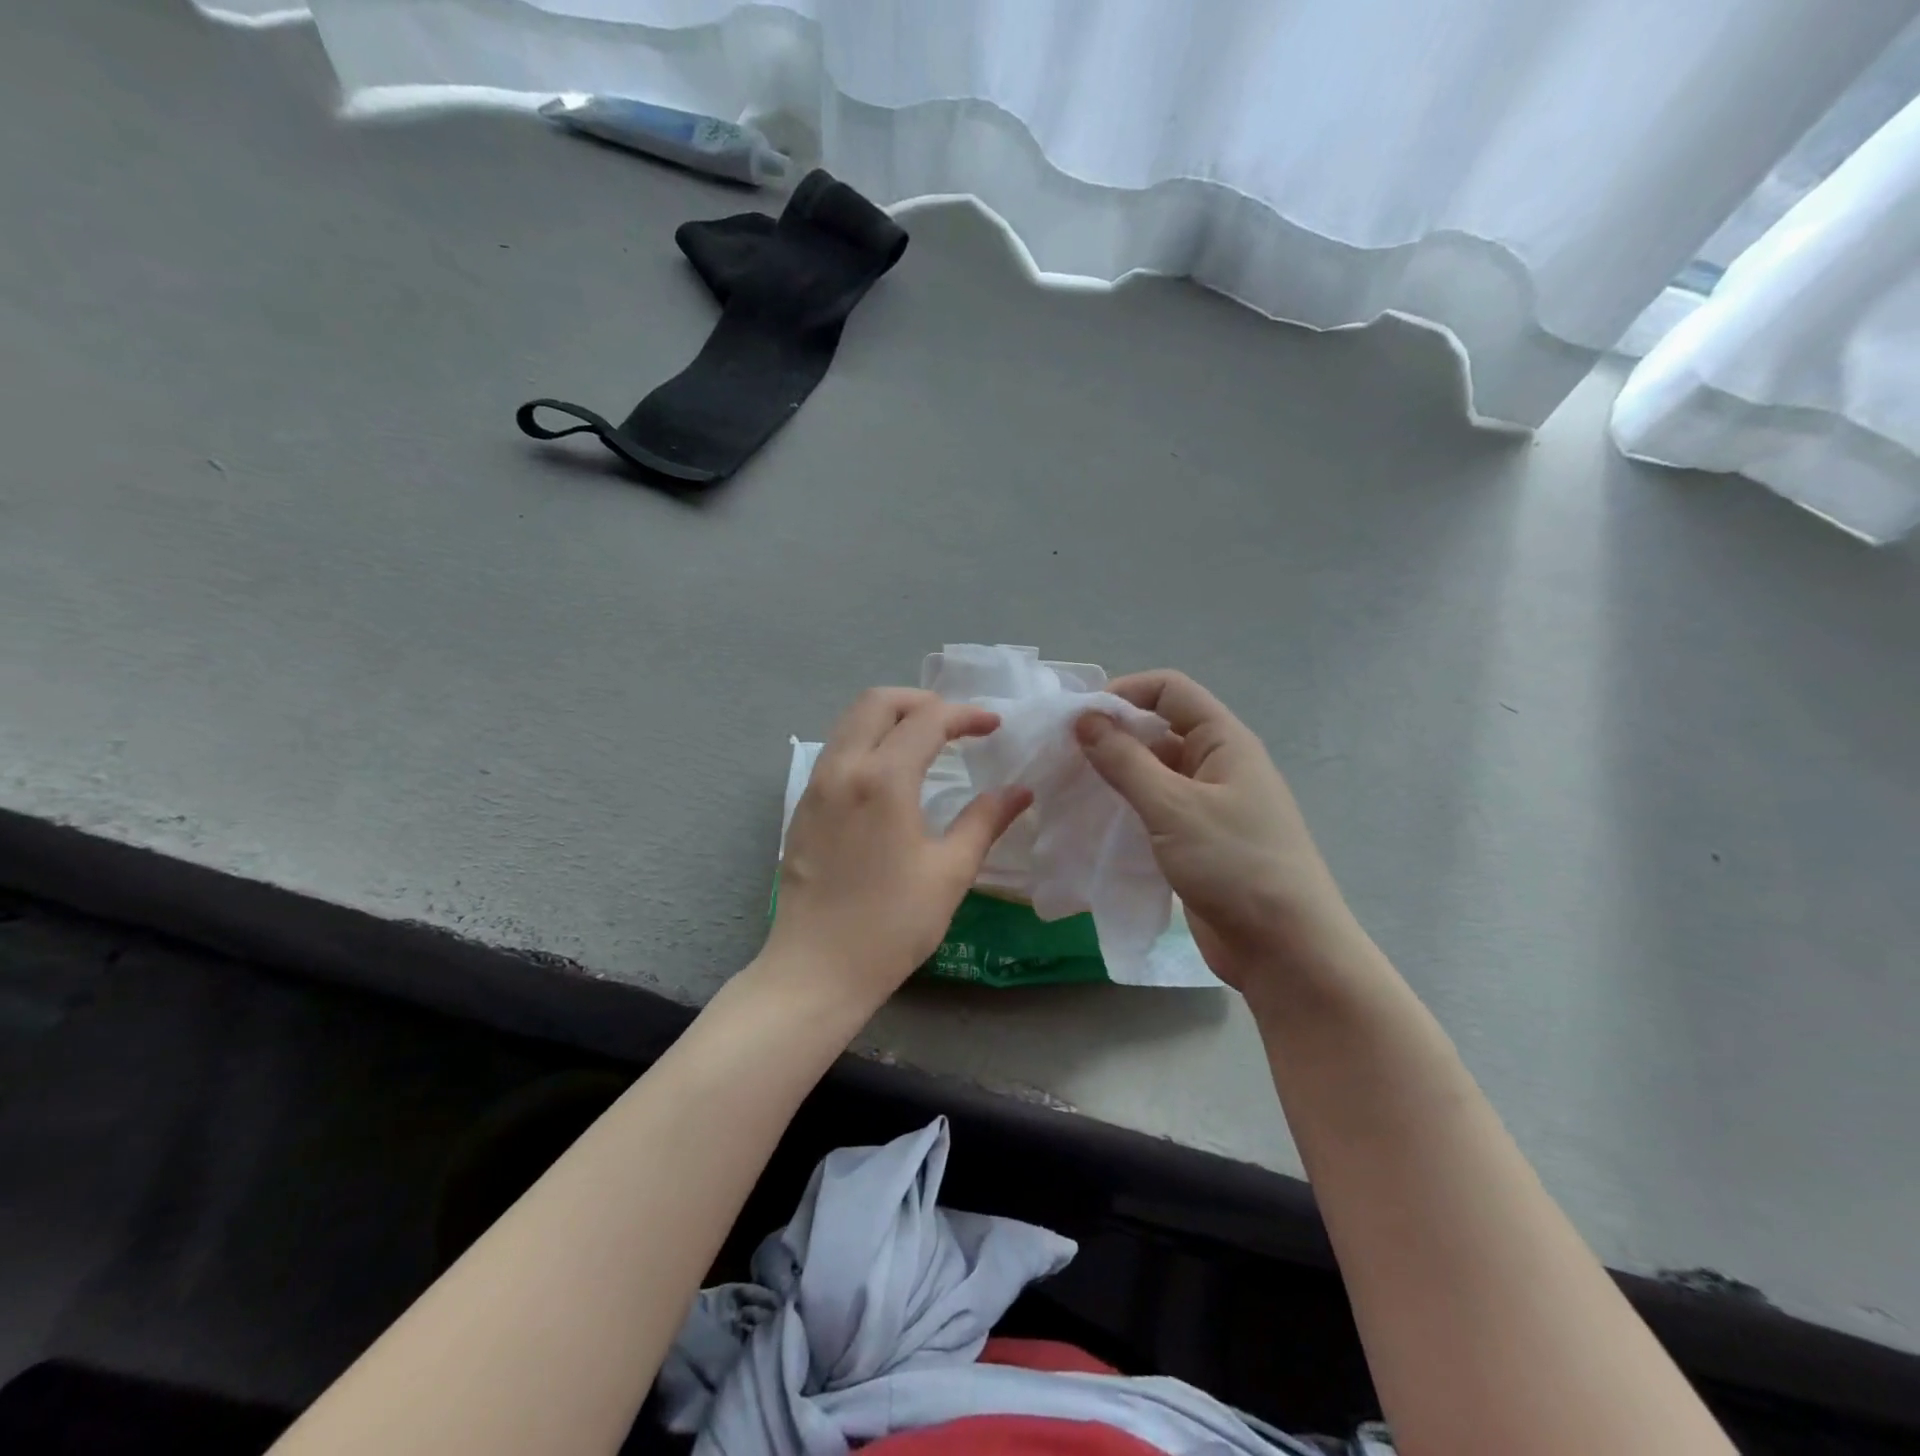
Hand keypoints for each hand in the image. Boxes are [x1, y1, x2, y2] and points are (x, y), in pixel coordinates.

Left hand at [765, 688, 1032, 1008]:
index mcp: (883, 779)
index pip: (928, 720)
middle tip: (956, 722)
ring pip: (851, 722)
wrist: (816, 970)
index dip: (966, 715)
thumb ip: (985, 821)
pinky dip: (867, 740)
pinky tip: (890, 773)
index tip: (994, 726)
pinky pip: (836, 750)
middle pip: (878, 702)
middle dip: (922, 700)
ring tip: (926, 740)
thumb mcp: (950, 872)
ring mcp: (816, 786)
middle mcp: (843, 768)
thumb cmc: (892, 924)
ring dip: (890, 717)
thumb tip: (1020, 791)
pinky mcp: (802, 807)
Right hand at [1074, 671, 1359, 998]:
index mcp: (1224, 742)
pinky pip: (1154, 810)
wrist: (1286, 951)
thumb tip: (1085, 719)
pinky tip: (1092, 821)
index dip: (1125, 692)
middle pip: (1158, 730)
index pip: (1170, 690)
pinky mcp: (1196, 841)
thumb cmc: (1235, 865)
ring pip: (1152, 773)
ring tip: (1068, 787)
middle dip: (1111, 736)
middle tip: (1062, 756)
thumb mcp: (1174, 807)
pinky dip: (1124, 808)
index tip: (1080, 719)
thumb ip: (1125, 761)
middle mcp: (1217, 765)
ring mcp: (1207, 805)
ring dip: (1114, 775)